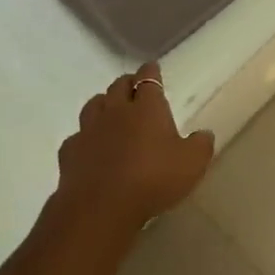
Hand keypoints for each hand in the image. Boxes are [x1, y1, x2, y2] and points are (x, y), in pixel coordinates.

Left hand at [56, 63, 213, 232]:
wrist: (100, 207)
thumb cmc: (153, 179)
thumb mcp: (191, 164)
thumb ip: (200, 145)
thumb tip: (205, 133)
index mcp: (147, 107)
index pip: (148, 79)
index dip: (151, 71)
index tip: (152, 67)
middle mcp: (116, 110)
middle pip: (119, 86)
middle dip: (127, 83)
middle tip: (134, 88)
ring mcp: (90, 129)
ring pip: (94, 104)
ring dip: (103, 104)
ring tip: (109, 110)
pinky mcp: (70, 152)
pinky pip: (77, 136)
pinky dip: (84, 137)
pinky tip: (89, 147)